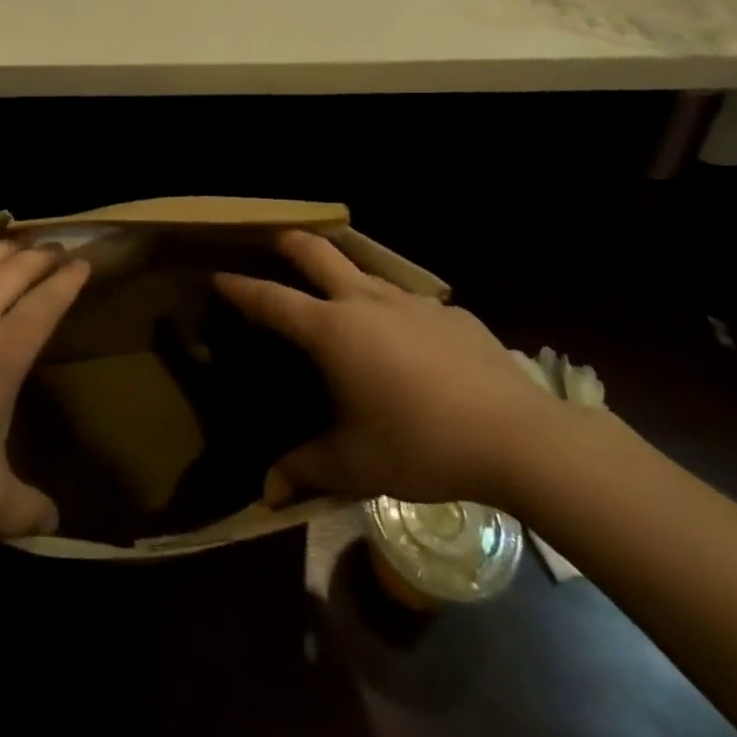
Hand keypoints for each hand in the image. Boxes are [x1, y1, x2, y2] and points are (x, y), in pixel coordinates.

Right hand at [214, 231, 560, 509]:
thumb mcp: (355, 465)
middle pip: (318, 253)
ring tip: (342, 299)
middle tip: (275, 241)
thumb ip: (305, 471)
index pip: (272, 300)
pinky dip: (397, 315)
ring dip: (345, 276)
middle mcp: (366, 302)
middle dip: (290, 243)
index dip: (242, 288)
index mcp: (332, 330)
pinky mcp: (453, 314)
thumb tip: (267, 495)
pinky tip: (412, 346)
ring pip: (366, 274)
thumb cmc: (420, 445)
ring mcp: (413, 303)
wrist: (517, 438)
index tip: (219, 276)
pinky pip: (412, 305)